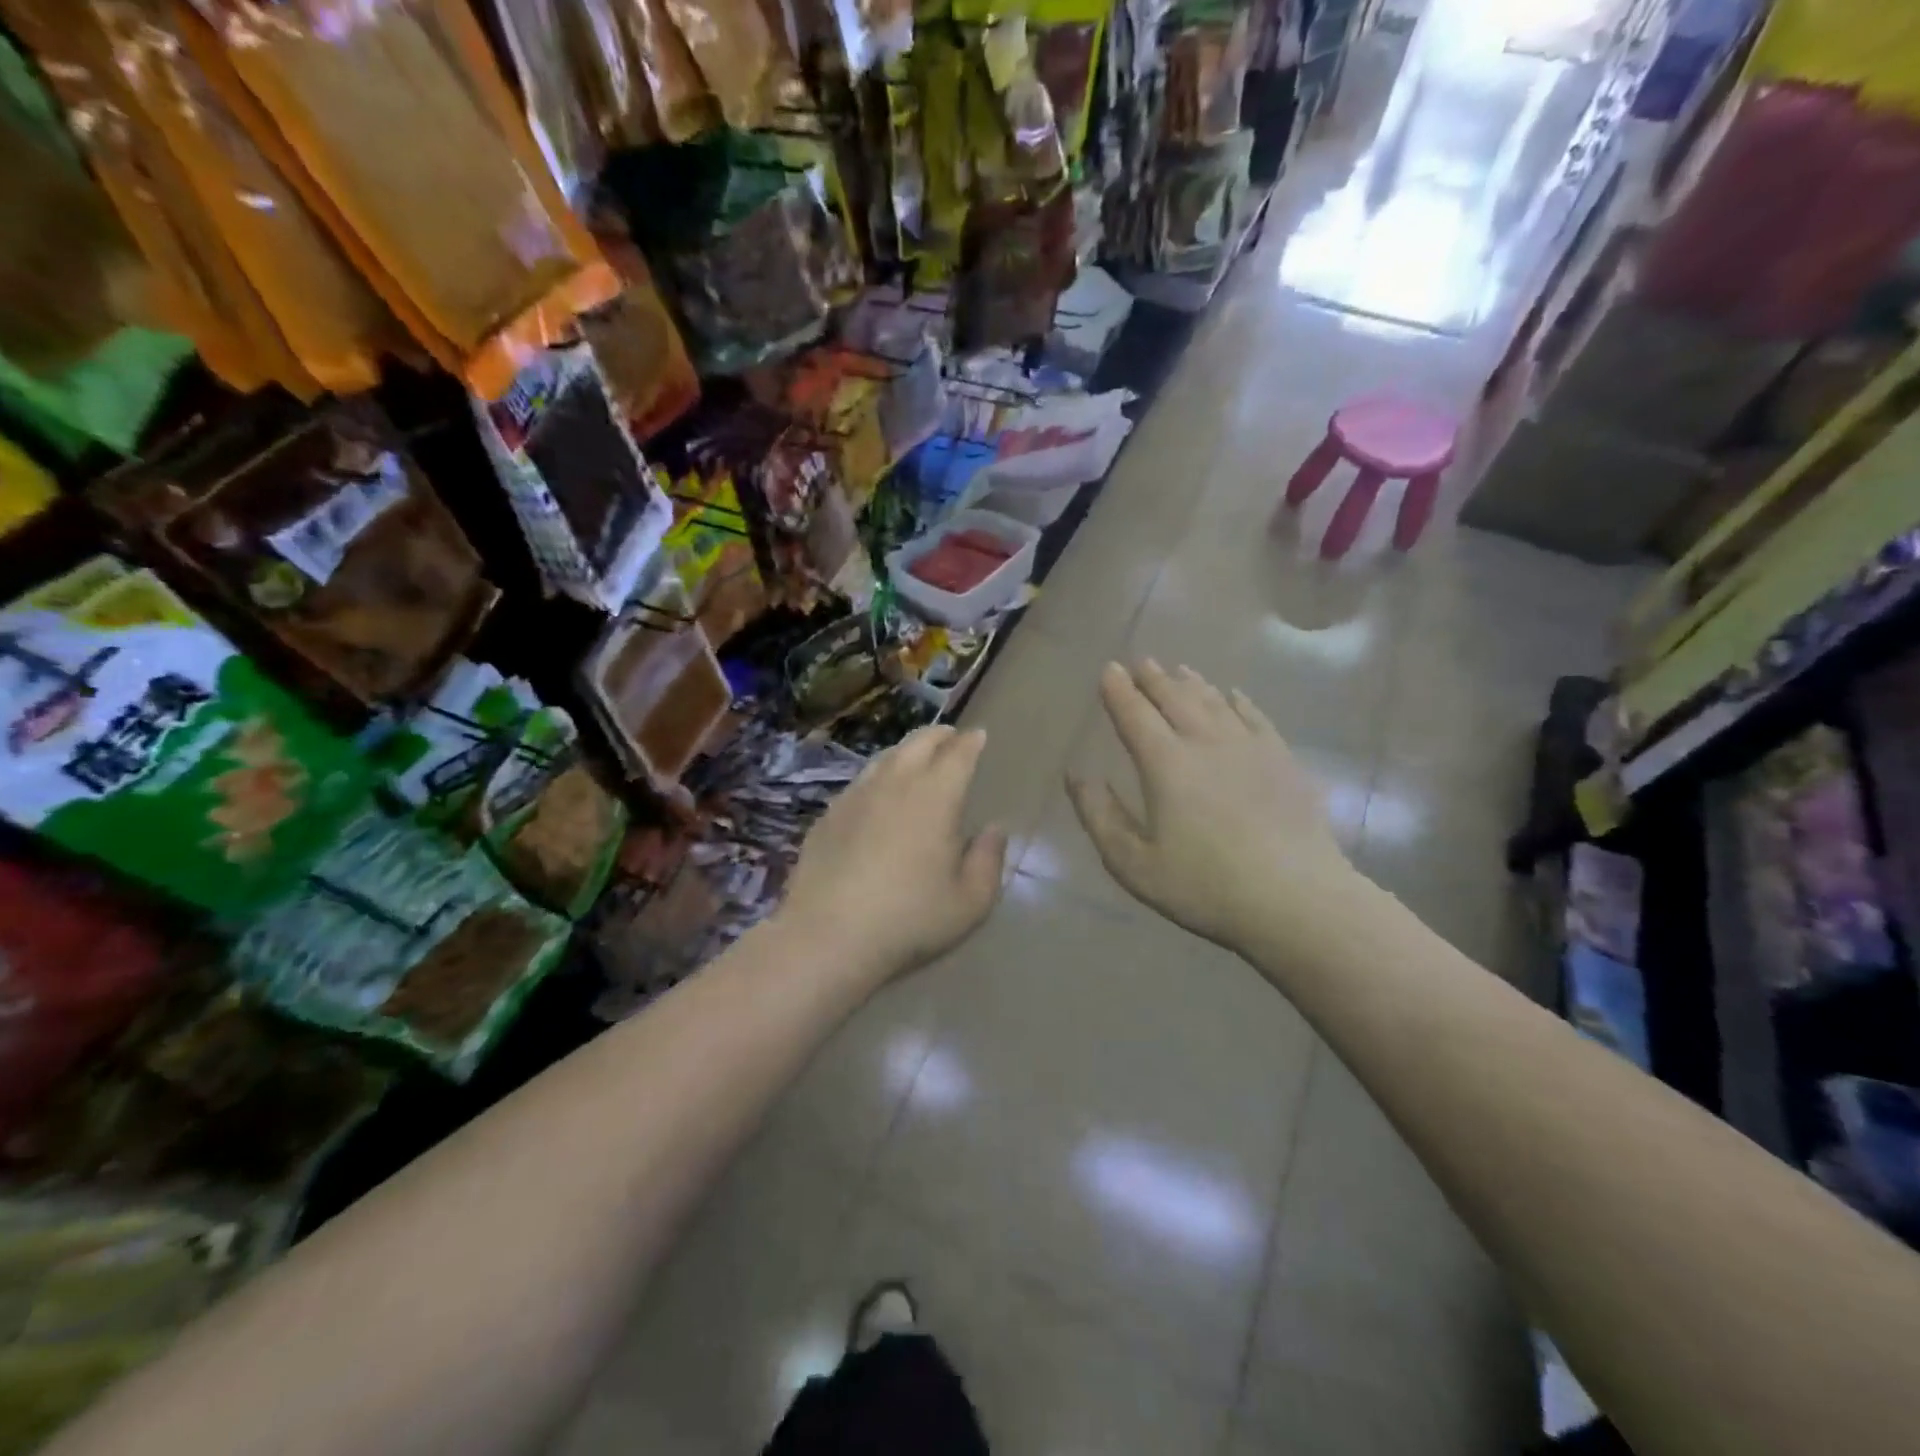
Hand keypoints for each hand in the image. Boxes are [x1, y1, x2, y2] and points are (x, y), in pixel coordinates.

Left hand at [780, 725, 1008, 980]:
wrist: (827, 938)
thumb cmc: (909, 920)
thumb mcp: (970, 902)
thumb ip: (989, 861)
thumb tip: (995, 830)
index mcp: (935, 797)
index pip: (958, 754)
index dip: (970, 742)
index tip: (978, 736)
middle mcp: (895, 784)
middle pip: (918, 743)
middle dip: (939, 735)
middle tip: (950, 736)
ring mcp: (856, 796)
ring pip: (885, 757)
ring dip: (906, 750)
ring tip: (916, 756)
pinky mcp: (828, 816)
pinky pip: (860, 782)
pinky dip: (878, 776)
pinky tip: (877, 794)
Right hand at [1067, 661, 1360, 954]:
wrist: (1296, 899)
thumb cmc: (1204, 886)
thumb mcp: (1133, 863)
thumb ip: (1099, 815)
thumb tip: (1077, 774)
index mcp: (1165, 764)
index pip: (1135, 715)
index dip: (1119, 691)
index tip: (1109, 669)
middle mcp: (1205, 742)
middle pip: (1175, 699)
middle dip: (1154, 679)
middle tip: (1141, 663)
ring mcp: (1249, 747)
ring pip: (1214, 702)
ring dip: (1192, 684)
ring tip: (1179, 670)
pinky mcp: (1283, 760)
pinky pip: (1256, 717)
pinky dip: (1239, 701)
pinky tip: (1234, 695)